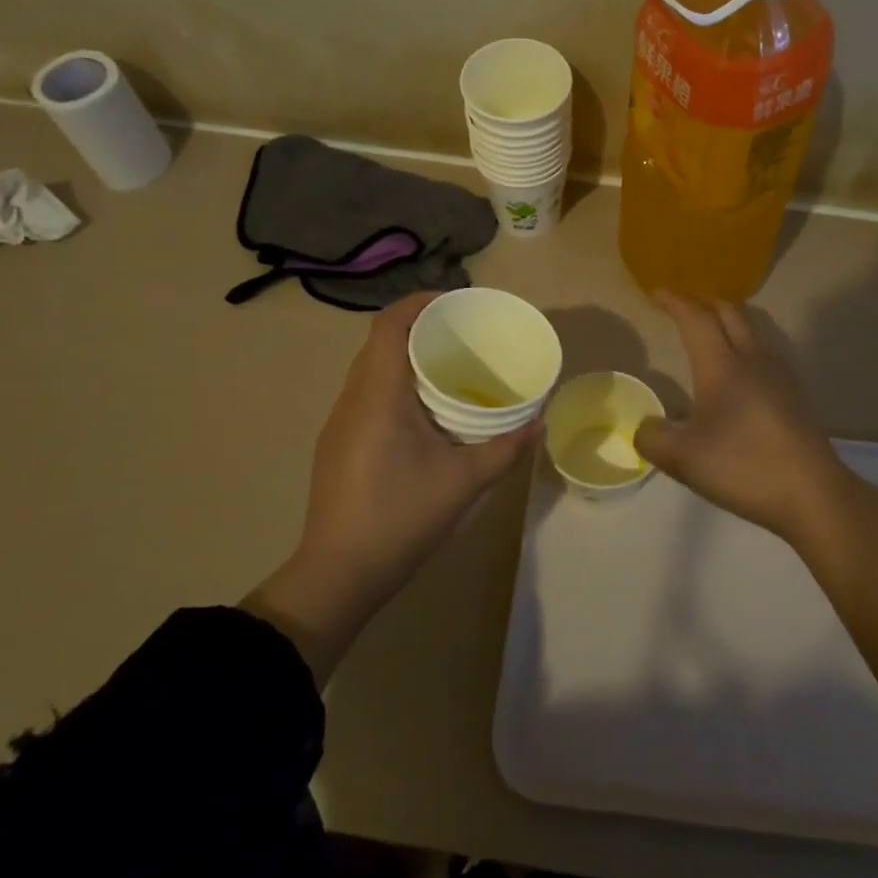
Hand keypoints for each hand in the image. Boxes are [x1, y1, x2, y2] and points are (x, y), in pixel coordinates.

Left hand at [243, 291, 539, 683]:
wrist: (337, 574)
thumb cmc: (400, 518)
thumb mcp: (464, 482)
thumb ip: (506, 448)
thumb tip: (540, 421)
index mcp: (378, 395)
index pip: (388, 325)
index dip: (420, 303)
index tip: (456, 302)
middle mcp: (352, 398)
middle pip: (380, 342)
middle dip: (420, 328)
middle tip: (463, 335)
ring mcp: (339, 422)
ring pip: (370, 369)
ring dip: (406, 358)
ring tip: (449, 369)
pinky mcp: (337, 444)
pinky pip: (367, 394)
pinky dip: (395, 385)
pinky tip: (424, 413)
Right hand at [635, 291, 857, 544]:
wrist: (814, 494)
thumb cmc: (745, 468)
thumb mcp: (683, 460)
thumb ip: (653, 438)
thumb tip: (644, 427)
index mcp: (722, 367)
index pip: (697, 319)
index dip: (675, 302)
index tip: (657, 293)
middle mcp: (753, 360)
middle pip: (730, 313)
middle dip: (703, 303)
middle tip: (682, 307)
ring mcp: (780, 376)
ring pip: (752, 330)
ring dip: (728, 322)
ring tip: (710, 333)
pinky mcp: (795, 395)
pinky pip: (764, 352)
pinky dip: (744, 344)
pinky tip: (740, 371)